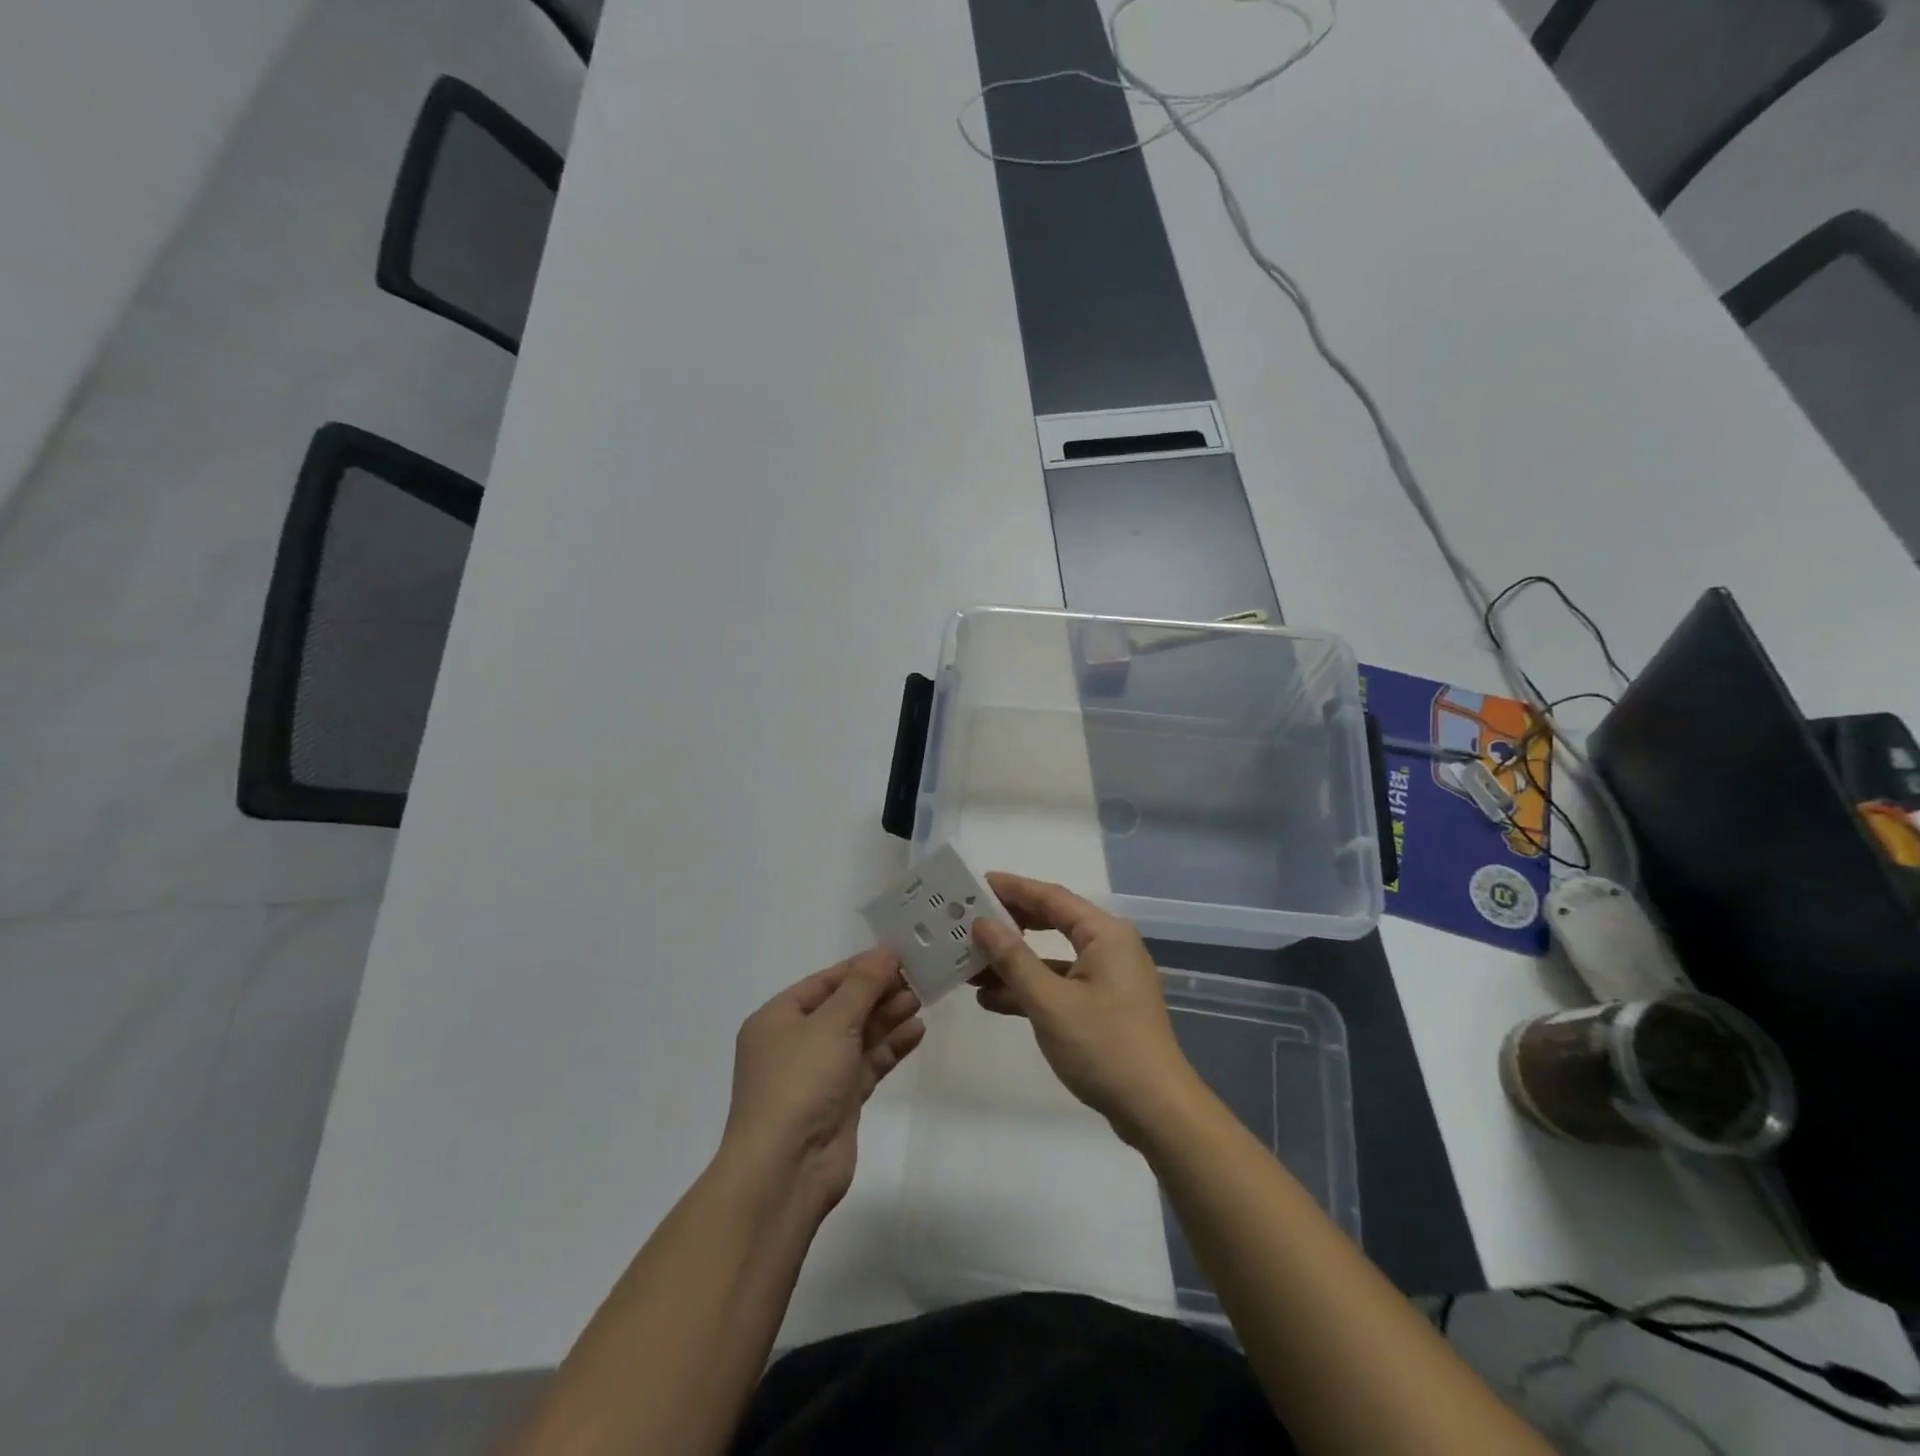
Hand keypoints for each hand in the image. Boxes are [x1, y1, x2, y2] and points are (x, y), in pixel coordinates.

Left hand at [720, 948, 923, 1216]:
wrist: (785, 1169)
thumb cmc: (799, 1082)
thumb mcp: (832, 1023)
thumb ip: (862, 986)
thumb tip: (884, 951)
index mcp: (777, 1018)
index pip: (824, 982)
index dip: (860, 967)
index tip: (898, 955)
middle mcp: (794, 1043)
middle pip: (843, 1007)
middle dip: (878, 993)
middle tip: (917, 978)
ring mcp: (817, 1074)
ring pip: (858, 1036)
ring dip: (887, 1018)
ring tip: (921, 1000)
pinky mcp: (839, 1101)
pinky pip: (867, 1064)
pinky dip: (890, 1047)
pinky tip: (916, 1031)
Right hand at [971, 873, 1201, 1144]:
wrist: (1156, 1110)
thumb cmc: (1104, 1046)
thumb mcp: (1050, 1002)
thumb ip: (1013, 959)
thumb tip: (982, 923)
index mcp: (1104, 934)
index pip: (1051, 897)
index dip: (1012, 888)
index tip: (975, 883)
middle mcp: (1109, 947)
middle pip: (1052, 923)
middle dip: (1010, 924)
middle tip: (968, 920)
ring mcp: (1107, 978)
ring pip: (1052, 958)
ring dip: (1014, 962)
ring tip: (969, 963)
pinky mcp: (1103, 1006)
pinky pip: (1059, 985)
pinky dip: (1030, 989)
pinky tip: (992, 999)